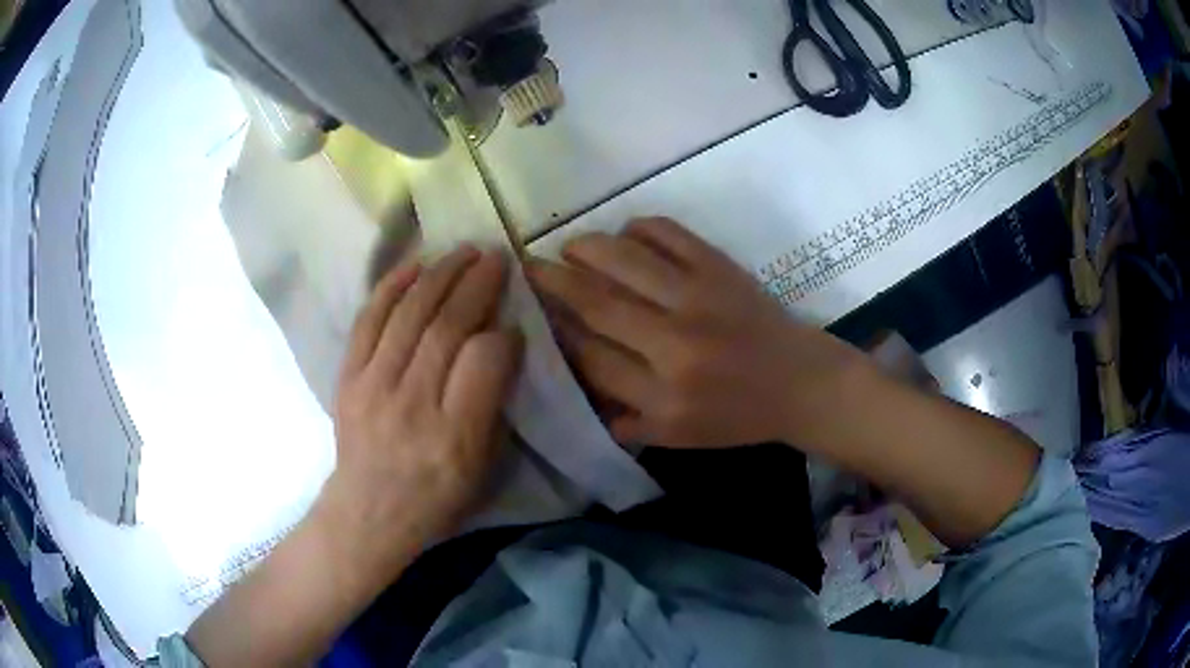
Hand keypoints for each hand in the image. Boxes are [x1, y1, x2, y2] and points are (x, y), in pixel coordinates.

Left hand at [328, 247, 521, 571]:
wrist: (368, 512)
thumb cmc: (436, 499)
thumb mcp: (484, 469)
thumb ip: (495, 406)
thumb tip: (501, 343)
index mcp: (454, 437)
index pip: (483, 361)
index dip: (502, 334)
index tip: (513, 323)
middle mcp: (411, 405)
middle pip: (445, 327)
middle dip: (476, 284)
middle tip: (496, 258)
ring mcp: (372, 386)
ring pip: (409, 315)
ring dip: (440, 275)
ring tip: (463, 252)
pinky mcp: (347, 377)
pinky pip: (368, 320)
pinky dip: (391, 287)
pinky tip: (415, 265)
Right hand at [528, 217, 861, 448]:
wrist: (800, 384)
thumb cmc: (737, 417)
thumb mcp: (678, 438)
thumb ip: (624, 421)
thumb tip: (576, 390)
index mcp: (662, 397)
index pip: (589, 357)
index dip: (555, 331)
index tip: (533, 313)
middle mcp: (674, 345)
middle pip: (596, 303)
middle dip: (552, 281)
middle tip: (527, 266)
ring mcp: (699, 299)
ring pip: (624, 260)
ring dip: (585, 247)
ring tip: (568, 246)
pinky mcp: (720, 268)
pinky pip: (668, 233)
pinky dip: (638, 227)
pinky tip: (626, 235)